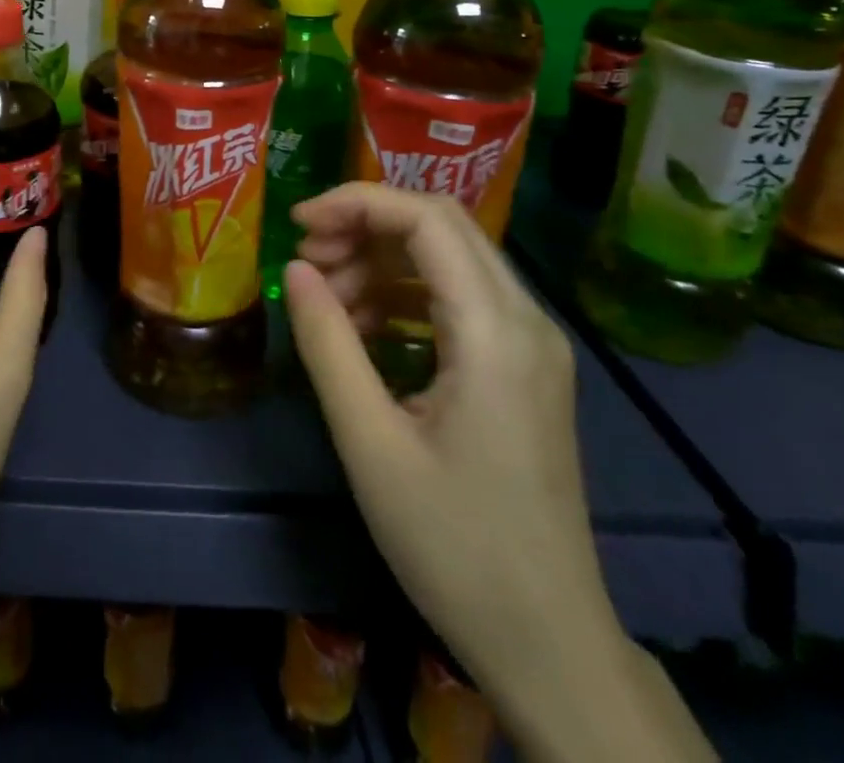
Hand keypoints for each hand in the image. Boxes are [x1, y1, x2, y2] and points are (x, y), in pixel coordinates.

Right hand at [286, 185, 706, 761]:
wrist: (548, 642)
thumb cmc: (453, 544)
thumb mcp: (369, 441)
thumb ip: (328, 343)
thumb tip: (295, 269)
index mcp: (496, 333)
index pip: (427, 219)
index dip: (357, 203)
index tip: (298, 223)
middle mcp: (526, 320)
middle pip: (442, 225)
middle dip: (366, 225)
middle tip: (308, 259)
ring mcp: (531, 344)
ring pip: (449, 258)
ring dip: (382, 260)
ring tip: (327, 298)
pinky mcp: (523, 367)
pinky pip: (458, 298)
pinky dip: (404, 294)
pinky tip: (363, 327)